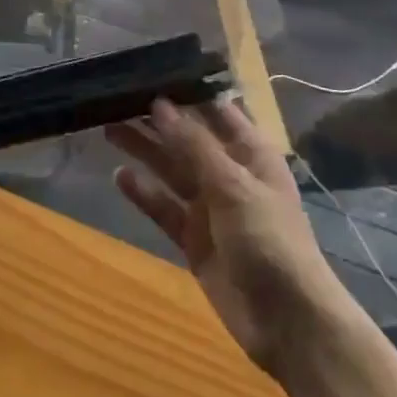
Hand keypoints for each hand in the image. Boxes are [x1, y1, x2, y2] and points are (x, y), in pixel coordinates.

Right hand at [108, 98, 348, 371]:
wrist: (288, 323)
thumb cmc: (270, 240)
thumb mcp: (233, 185)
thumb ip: (193, 145)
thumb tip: (160, 103)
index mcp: (249, 152)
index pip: (214, 110)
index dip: (185, 91)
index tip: (149, 72)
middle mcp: (228, 173)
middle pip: (186, 138)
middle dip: (156, 120)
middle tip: (116, 99)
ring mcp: (210, 207)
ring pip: (171, 169)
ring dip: (144, 150)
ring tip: (107, 128)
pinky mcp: (194, 240)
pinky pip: (164, 208)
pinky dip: (144, 193)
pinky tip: (120, 176)